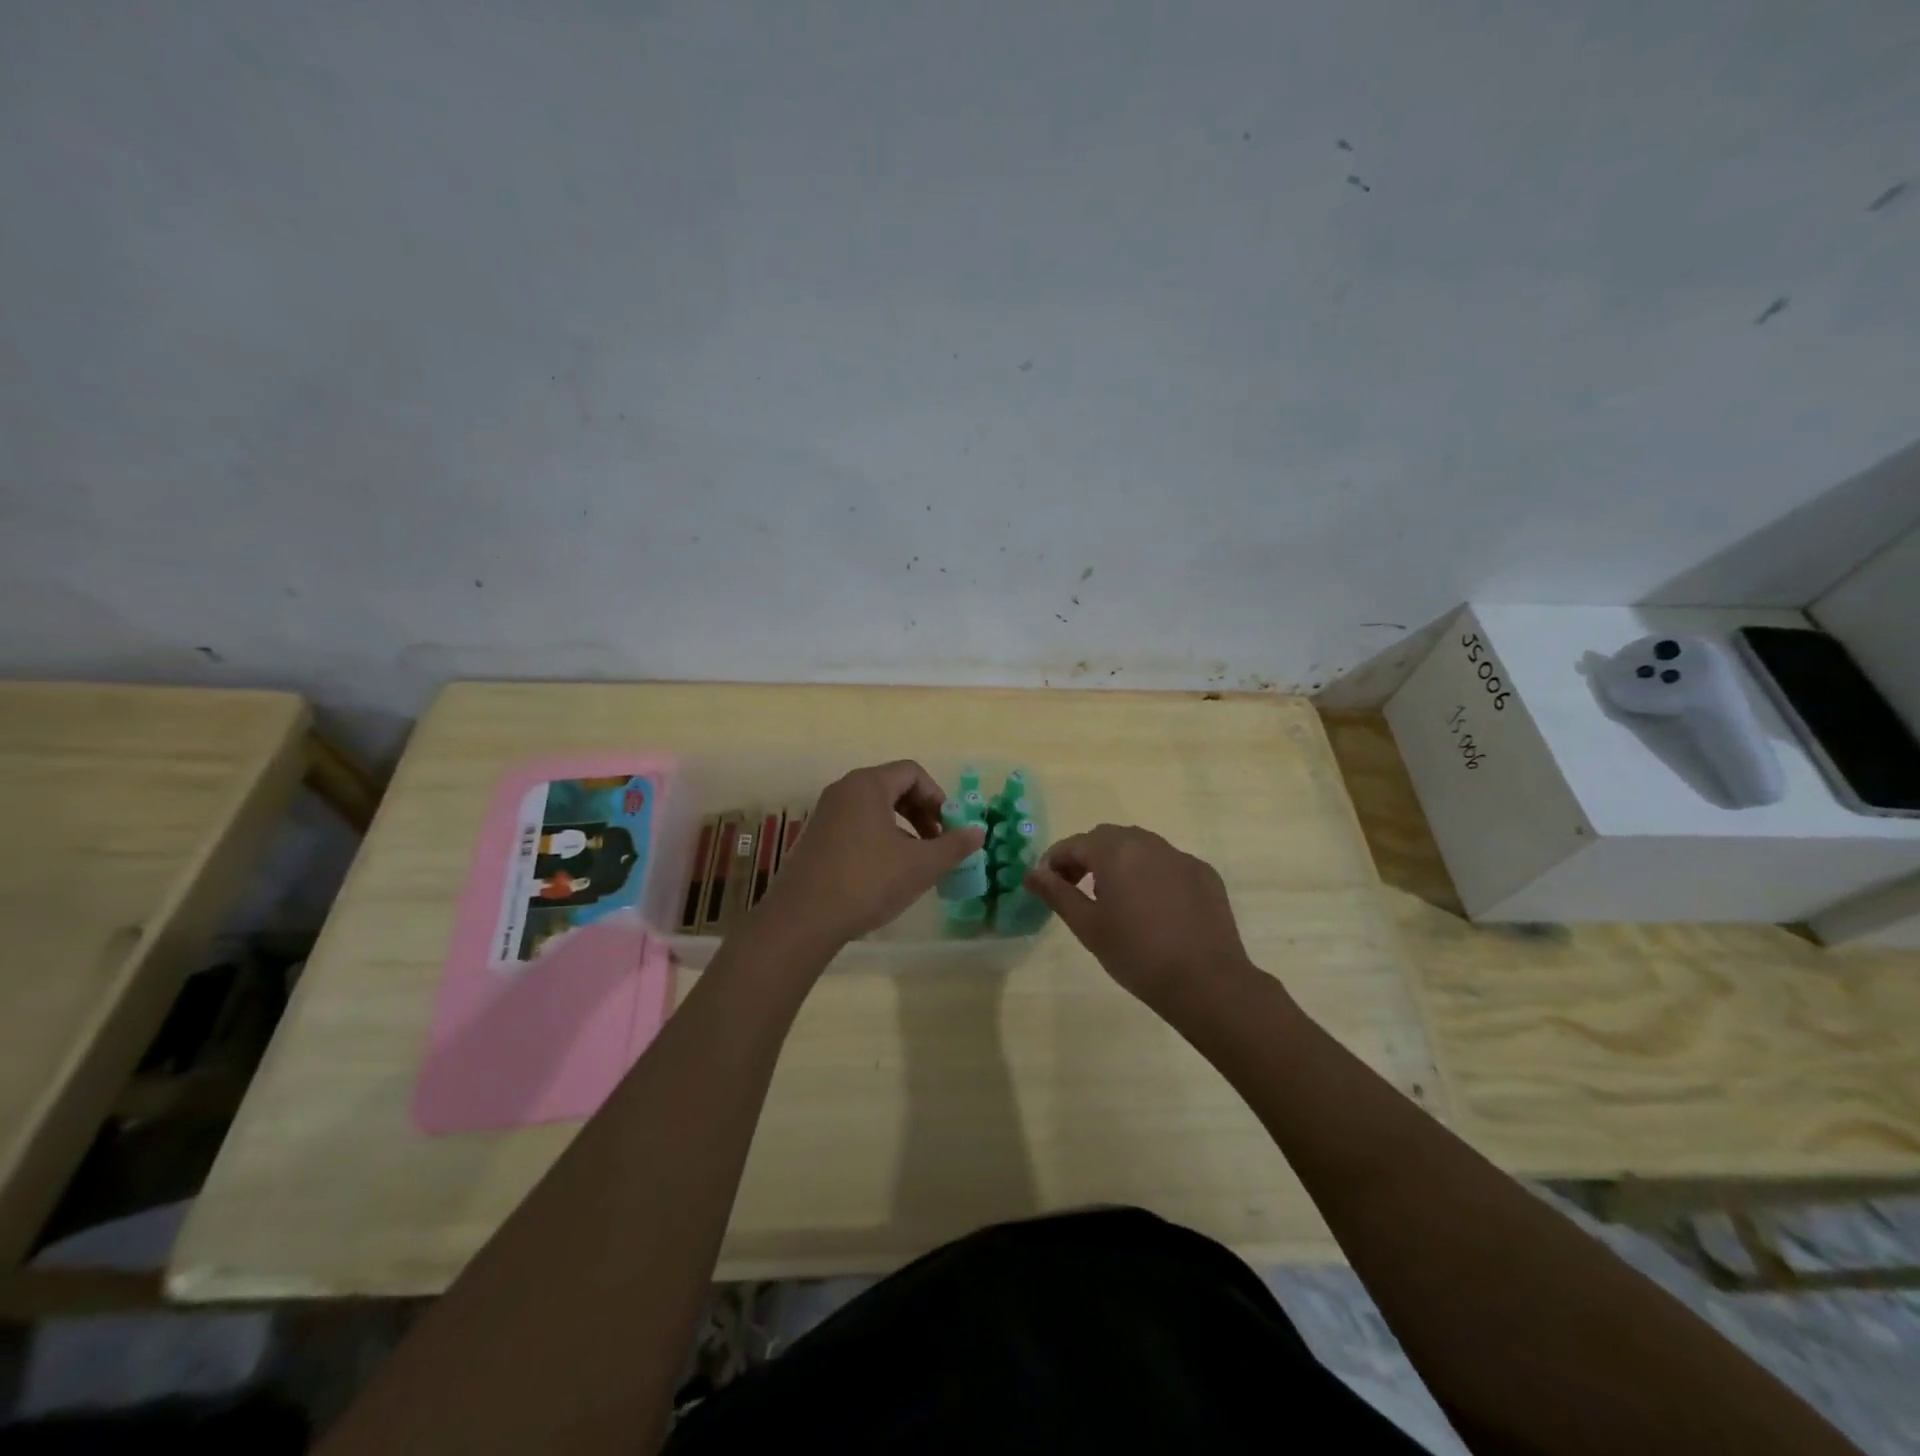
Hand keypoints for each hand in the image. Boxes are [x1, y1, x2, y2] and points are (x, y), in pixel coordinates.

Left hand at [755, 760, 984, 950]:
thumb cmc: (867, 882)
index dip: (938, 796)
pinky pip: (854, 825)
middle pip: (892, 787)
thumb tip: (978, 832)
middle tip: (936, 842)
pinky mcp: (814, 838)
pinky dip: (877, 838)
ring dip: (901, 827)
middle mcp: (843, 790)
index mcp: (867, 785)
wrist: (803, 919)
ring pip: (873, 808)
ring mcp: (824, 814)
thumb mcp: (920, 865)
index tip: (949, 827)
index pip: (912, 772)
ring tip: (913, 861)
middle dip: (921, 812)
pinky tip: (884, 873)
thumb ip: (953, 845)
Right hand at [1025, 824, 1255, 1011]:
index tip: (1046, 885)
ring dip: (1120, 862)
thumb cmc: (1136, 953)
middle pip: (1107, 839)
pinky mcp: (1204, 875)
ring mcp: (1181, 857)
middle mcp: (1148, 843)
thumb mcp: (1087, 925)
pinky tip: (1153, 908)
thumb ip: (1056, 893)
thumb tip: (1031, 873)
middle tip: (1076, 889)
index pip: (1074, 844)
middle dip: (1086, 857)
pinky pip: (1168, 864)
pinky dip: (1152, 875)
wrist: (1205, 981)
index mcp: (1115, 851)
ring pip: (1140, 848)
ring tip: (1114, 897)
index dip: (1054, 861)